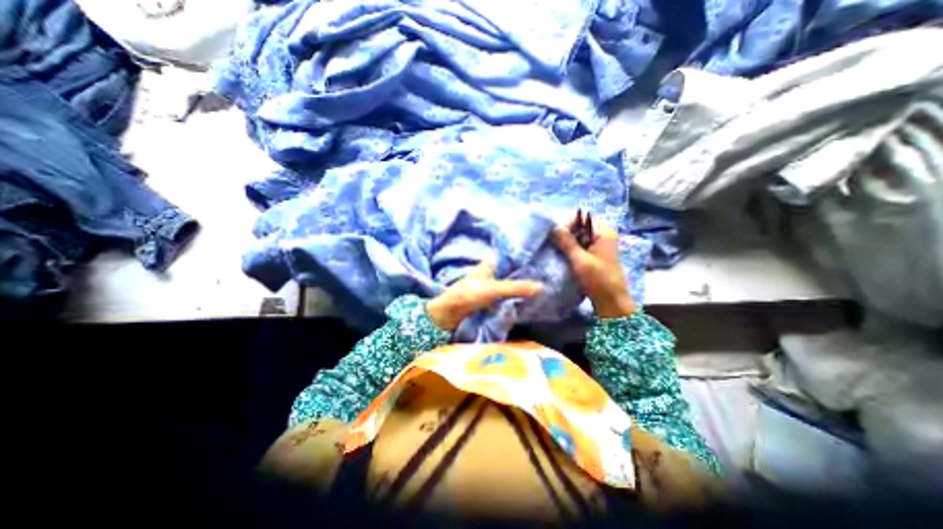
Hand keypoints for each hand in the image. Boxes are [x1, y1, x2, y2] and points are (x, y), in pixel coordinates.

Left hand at [430, 260, 544, 330]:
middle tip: (546, 275)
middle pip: (512, 270)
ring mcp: (490, 285)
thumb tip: (542, 287)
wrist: (449, 314)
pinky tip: (527, 298)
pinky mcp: (489, 298)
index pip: (511, 256)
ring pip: (509, 282)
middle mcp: (491, 272)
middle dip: (526, 273)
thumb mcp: (494, 289)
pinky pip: (506, 294)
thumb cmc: (468, 294)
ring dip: (521, 285)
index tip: (543, 258)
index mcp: (490, 263)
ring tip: (542, 286)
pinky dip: (515, 295)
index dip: (525, 257)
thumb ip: (517, 288)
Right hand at [555, 215, 636, 317]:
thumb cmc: (598, 279)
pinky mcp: (593, 255)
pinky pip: (579, 246)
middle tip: (552, 242)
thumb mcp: (580, 260)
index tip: (555, 234)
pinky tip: (561, 255)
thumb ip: (567, 243)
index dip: (567, 223)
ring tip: (554, 248)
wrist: (611, 301)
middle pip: (579, 226)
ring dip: (566, 241)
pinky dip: (570, 249)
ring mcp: (598, 245)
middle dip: (565, 232)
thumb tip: (554, 227)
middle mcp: (602, 235)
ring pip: (578, 236)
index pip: (582, 217)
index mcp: (604, 232)